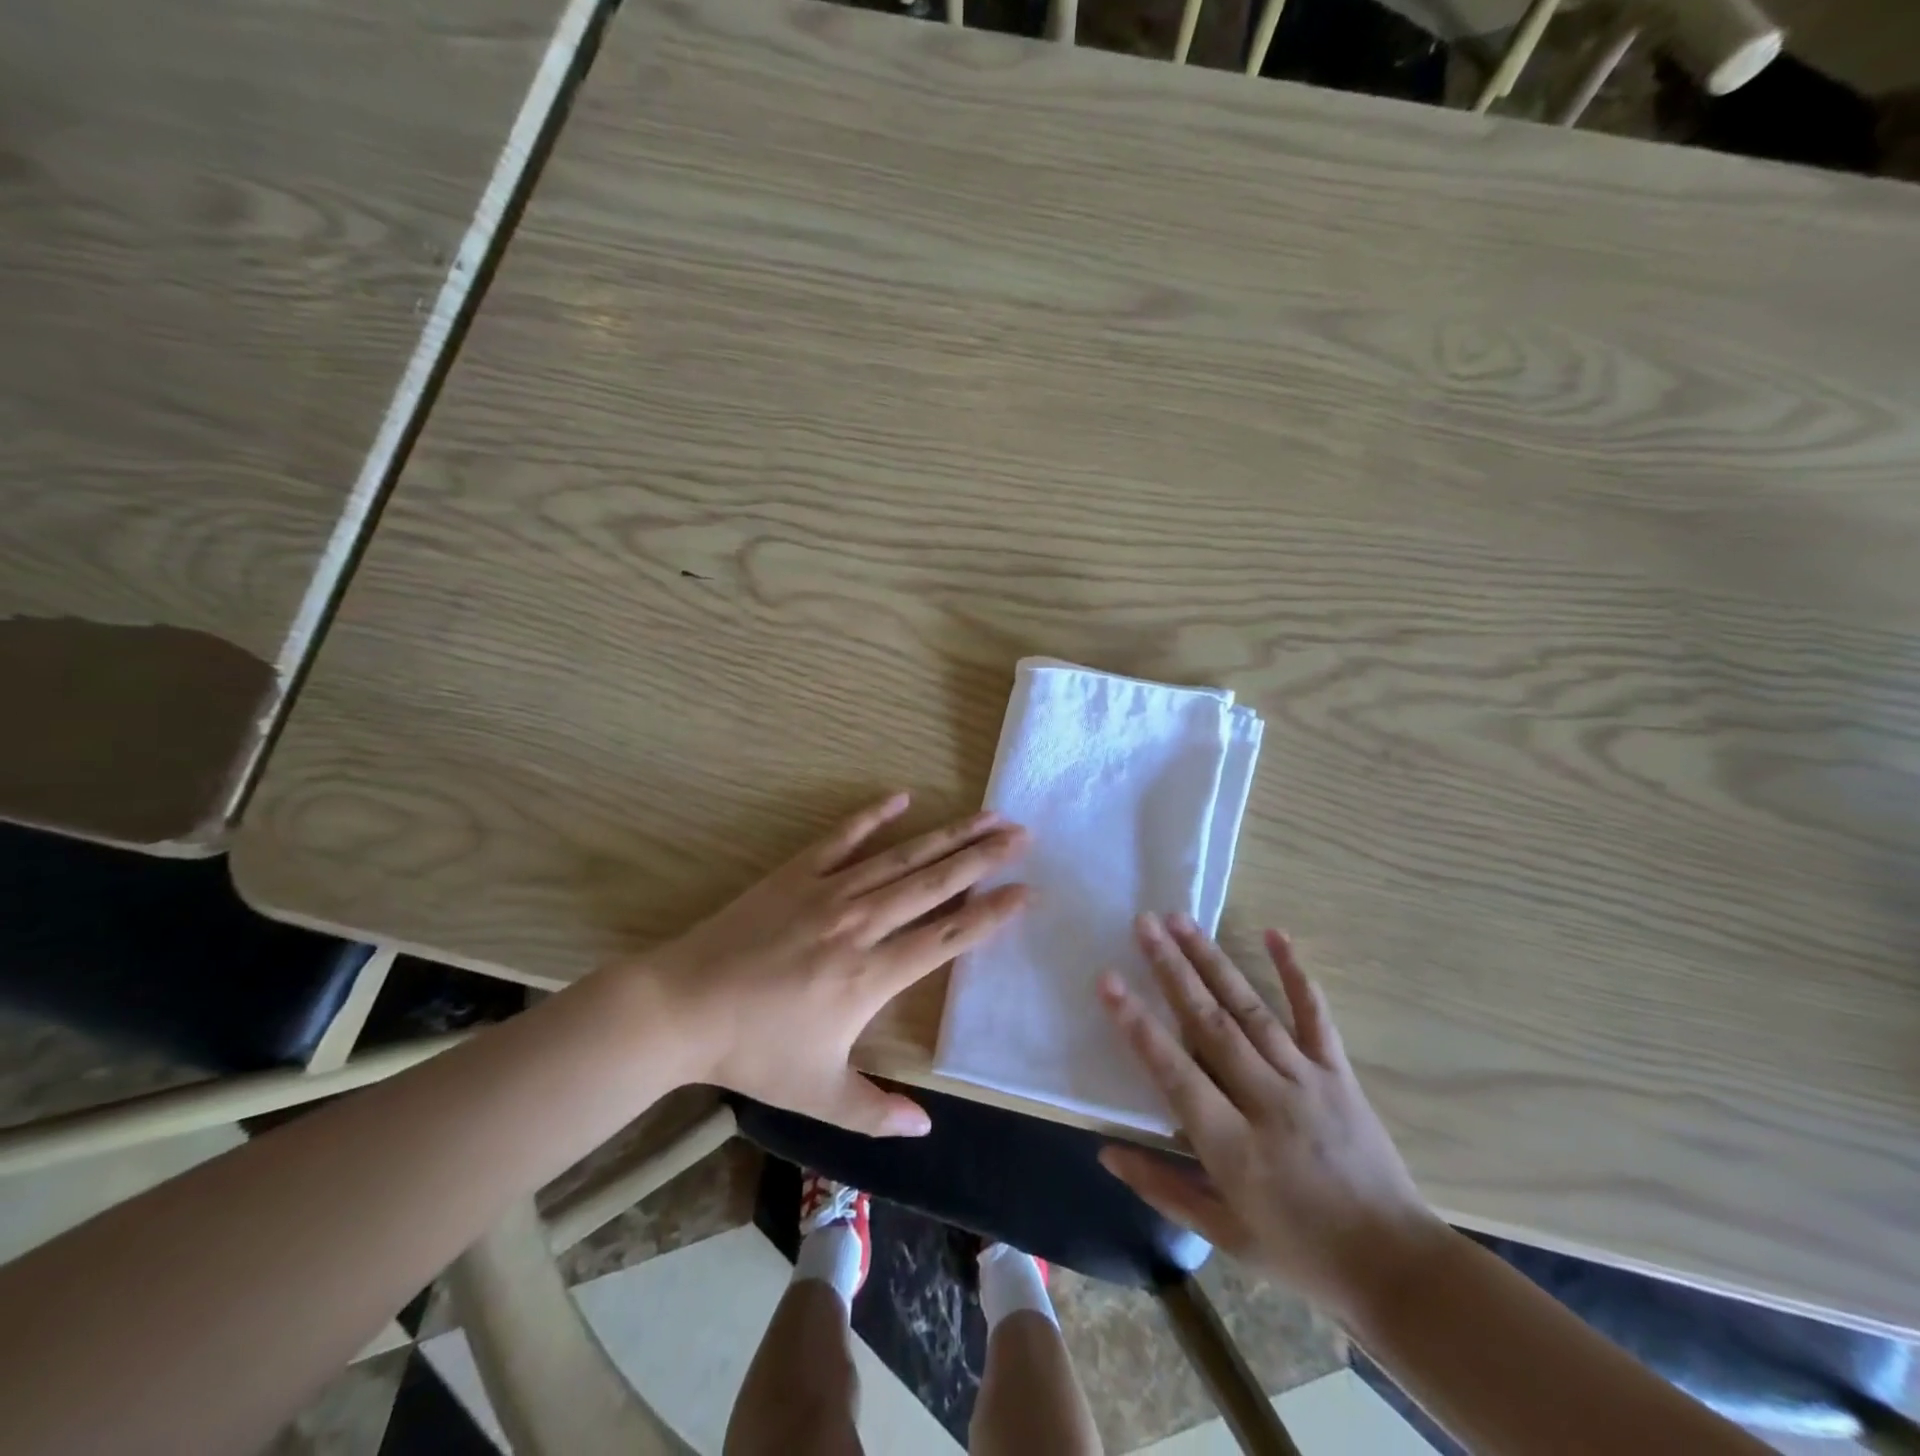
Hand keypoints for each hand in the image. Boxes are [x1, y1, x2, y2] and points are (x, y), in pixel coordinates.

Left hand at [641, 791, 1027, 1136]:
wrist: (682, 1007)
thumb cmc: (753, 1051)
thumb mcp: (817, 1094)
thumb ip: (875, 1111)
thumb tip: (926, 1129)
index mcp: (871, 974)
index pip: (947, 937)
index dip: (990, 915)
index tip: (1026, 892)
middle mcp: (861, 923)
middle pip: (935, 884)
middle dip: (983, 858)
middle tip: (1021, 835)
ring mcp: (828, 891)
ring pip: (901, 857)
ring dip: (947, 835)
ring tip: (986, 815)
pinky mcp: (796, 873)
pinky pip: (843, 837)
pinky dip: (873, 816)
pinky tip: (902, 797)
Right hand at [1097, 914, 1448, 1321]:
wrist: (1399, 1268)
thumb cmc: (1301, 1253)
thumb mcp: (1225, 1234)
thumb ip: (1162, 1188)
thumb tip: (1105, 1151)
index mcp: (1233, 1147)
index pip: (1175, 1073)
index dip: (1138, 1026)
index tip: (1109, 980)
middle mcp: (1267, 1101)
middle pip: (1211, 1024)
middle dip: (1173, 970)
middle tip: (1144, 924)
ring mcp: (1307, 1080)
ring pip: (1251, 1009)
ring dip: (1213, 960)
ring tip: (1182, 920)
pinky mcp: (1338, 1073)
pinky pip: (1315, 1015)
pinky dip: (1295, 972)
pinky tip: (1275, 933)